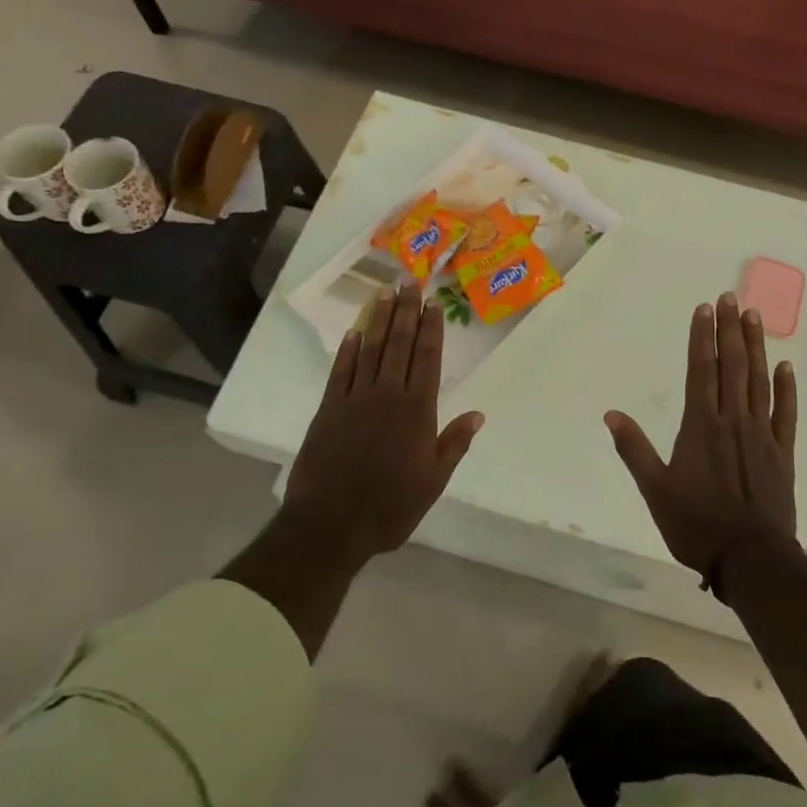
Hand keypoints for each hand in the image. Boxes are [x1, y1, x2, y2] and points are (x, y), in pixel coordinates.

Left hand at [279, 283, 482, 569]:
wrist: (331, 524)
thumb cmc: (390, 506)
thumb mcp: (433, 481)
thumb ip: (454, 444)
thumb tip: (478, 414)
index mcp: (417, 410)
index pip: (427, 358)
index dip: (431, 328)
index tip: (433, 302)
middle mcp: (388, 395)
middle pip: (399, 344)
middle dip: (406, 311)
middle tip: (409, 281)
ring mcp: (355, 399)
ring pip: (370, 349)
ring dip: (378, 319)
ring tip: (385, 292)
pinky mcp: (329, 409)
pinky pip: (340, 371)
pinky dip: (348, 350)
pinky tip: (354, 332)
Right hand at [604, 293, 797, 581]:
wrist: (750, 557)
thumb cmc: (696, 524)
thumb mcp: (655, 490)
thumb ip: (634, 450)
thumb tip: (611, 415)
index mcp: (700, 426)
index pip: (700, 370)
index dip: (702, 338)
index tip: (705, 309)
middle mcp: (732, 420)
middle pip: (731, 366)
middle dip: (729, 330)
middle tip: (731, 298)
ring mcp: (761, 434)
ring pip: (759, 381)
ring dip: (756, 347)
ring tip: (754, 316)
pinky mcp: (782, 453)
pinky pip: (785, 413)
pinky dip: (785, 388)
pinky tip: (785, 366)